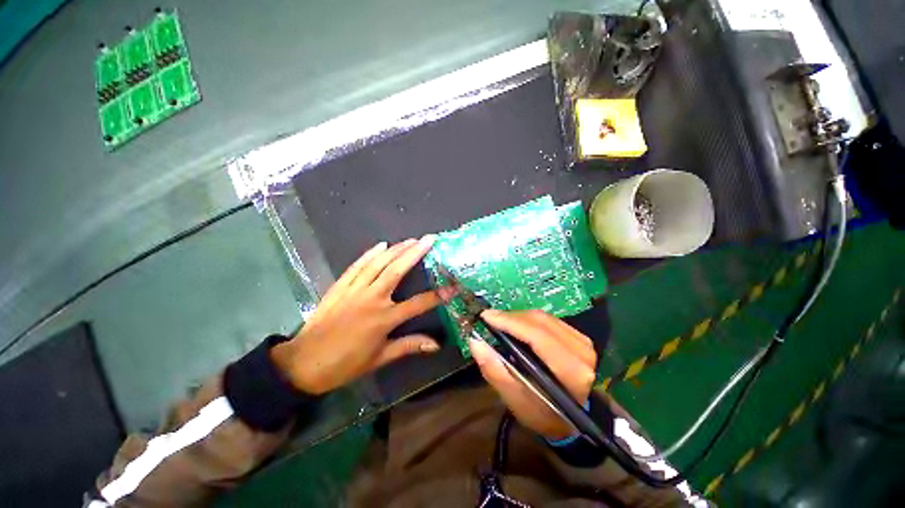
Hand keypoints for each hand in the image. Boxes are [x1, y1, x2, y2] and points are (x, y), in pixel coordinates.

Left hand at [271, 237, 453, 394]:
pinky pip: (357, 266)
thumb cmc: (345, 364)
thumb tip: (435, 345)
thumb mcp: (379, 358)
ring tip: (411, 239)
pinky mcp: (340, 286)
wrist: (303, 363)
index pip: (418, 304)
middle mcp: (371, 299)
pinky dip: (369, 254)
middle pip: (397, 271)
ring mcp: (354, 290)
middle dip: (415, 253)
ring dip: (396, 249)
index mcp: (383, 319)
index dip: (438, 295)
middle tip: (429, 239)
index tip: (453, 286)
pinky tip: (381, 245)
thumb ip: (408, 347)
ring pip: (378, 264)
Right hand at [469, 309, 596, 440]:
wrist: (569, 418)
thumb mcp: (515, 401)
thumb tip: (475, 342)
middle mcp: (582, 353)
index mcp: (571, 373)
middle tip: (489, 318)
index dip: (510, 322)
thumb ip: (495, 371)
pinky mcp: (579, 337)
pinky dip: (528, 319)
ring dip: (518, 317)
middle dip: (511, 317)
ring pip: (544, 317)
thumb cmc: (541, 413)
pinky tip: (516, 325)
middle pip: (540, 322)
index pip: (538, 336)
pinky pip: (548, 319)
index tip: (486, 316)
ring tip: (499, 322)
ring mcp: (583, 343)